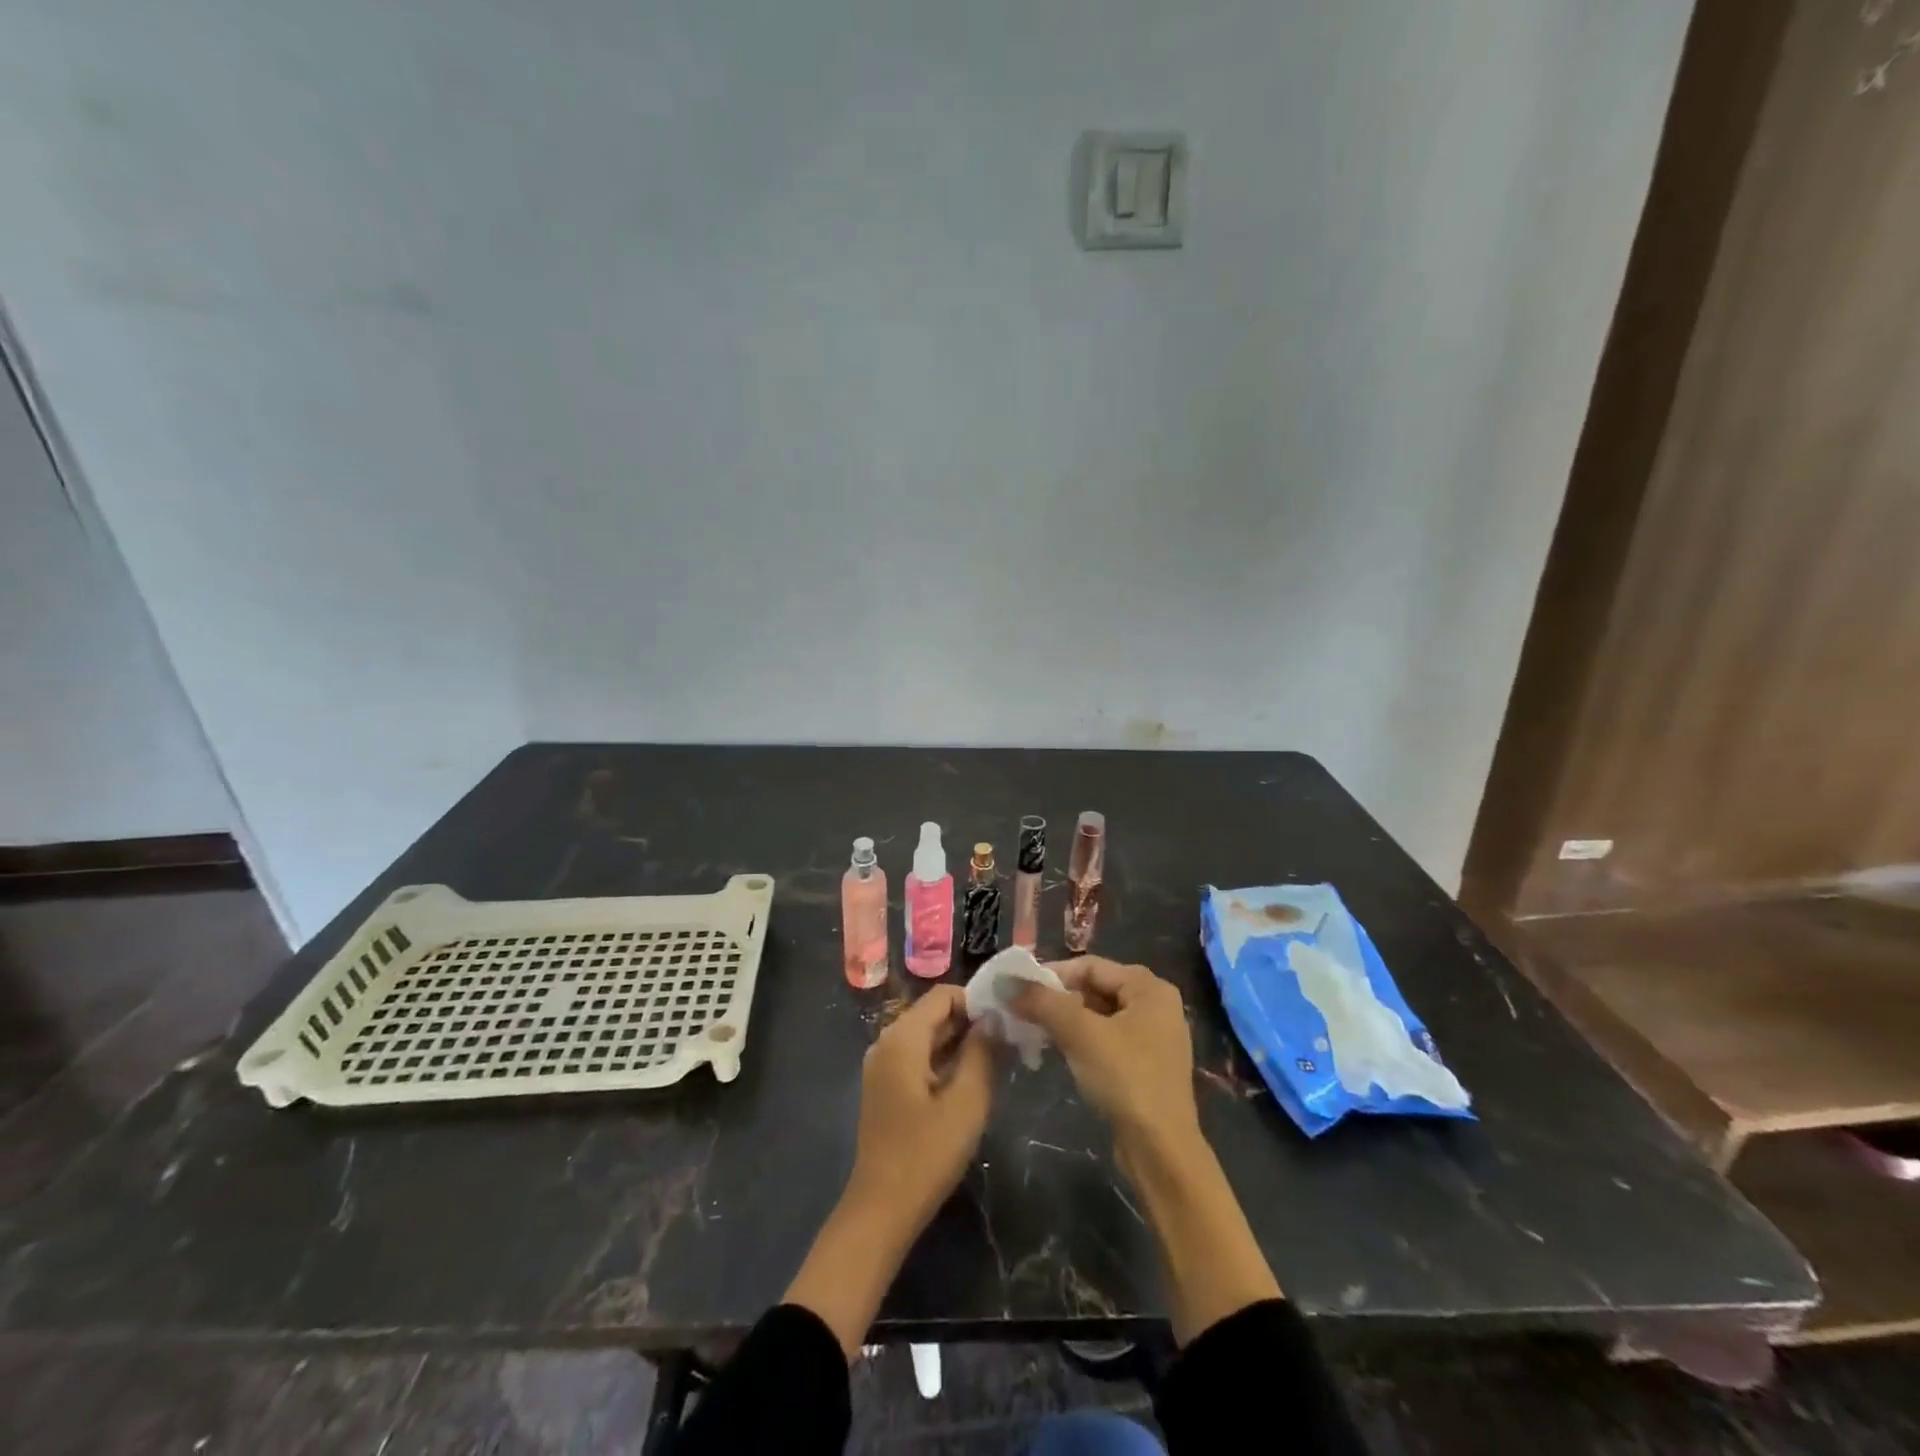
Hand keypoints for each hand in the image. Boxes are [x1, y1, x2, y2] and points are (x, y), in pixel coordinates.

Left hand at [846, 984, 995, 1235]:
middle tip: (1008, 1045)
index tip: (1006, 1024)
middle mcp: (887, 1041)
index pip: (944, 995)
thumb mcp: (967, 1101)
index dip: (977, 1002)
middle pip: (934, 1014)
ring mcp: (883, 1066)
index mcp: (902, 1037)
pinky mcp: (885, 1088)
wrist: (882, 1210)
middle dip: (971, 1024)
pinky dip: (944, 1062)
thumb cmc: (927, 1153)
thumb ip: (983, 1052)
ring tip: (996, 1063)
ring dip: (960, 1044)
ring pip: (928, 1037)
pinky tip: (969, 1084)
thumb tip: (995, 1019)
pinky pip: (919, 1058)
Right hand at [1013, 957, 1199, 1157]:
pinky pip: (1107, 1039)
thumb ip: (1043, 1003)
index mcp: (1150, 988)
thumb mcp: (1080, 1034)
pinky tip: (1058, 1052)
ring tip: (1034, 1030)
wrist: (1160, 1150)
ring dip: (1066, 1021)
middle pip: (1096, 989)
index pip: (1091, 966)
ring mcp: (1154, 1038)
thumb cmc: (1124, 1079)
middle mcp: (1156, 1005)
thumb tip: (1005, 982)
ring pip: (1100, 1016)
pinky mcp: (1146, 1066)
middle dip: (1058, 999)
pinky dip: (1082, 1040)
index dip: (1052, 973)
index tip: (1018, 988)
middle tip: (1023, 1010)